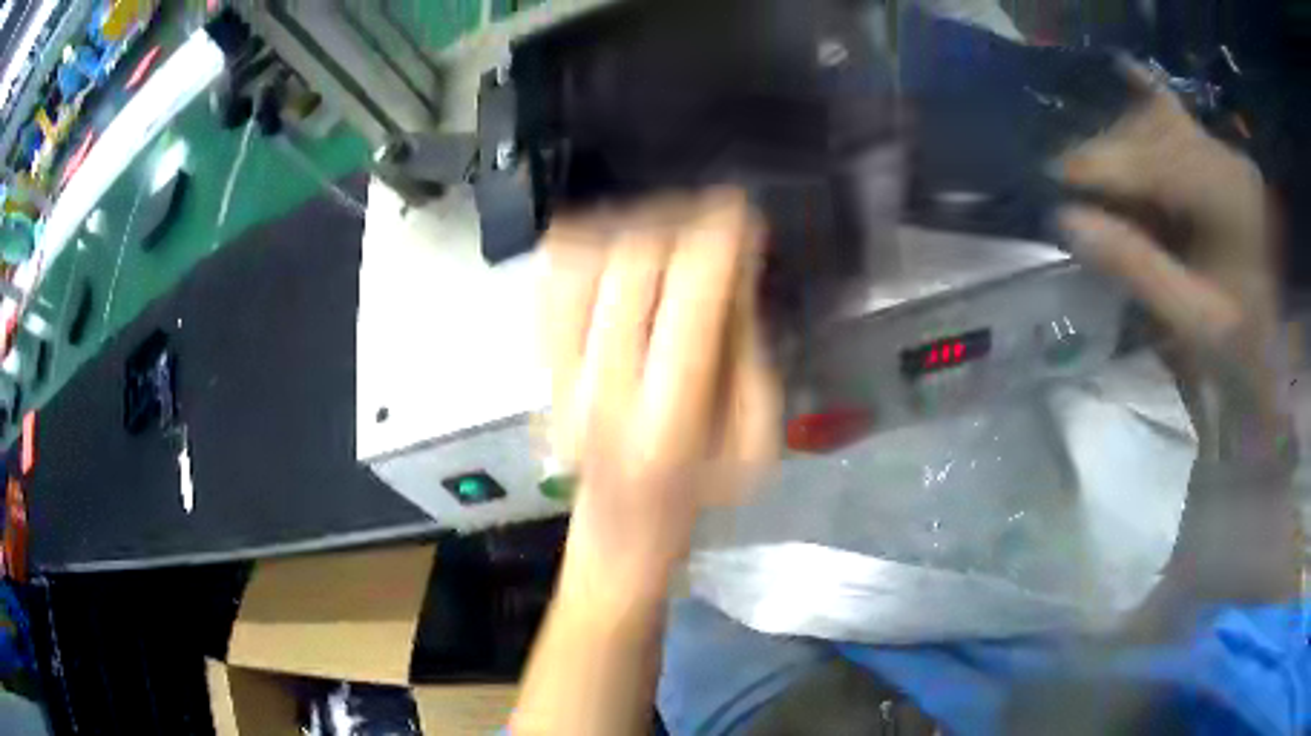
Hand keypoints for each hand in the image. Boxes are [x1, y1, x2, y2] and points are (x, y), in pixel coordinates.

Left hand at [541, 190, 781, 597]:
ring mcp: (558, 373)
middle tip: (708, 217)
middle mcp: (602, 389)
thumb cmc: (700, 487)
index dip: (717, 242)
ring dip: (626, 225)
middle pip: (628, 268)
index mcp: (667, 420)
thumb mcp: (754, 439)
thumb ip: (747, 353)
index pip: (689, 302)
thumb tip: (732, 269)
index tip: (739, 211)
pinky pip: (545, 279)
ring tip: (664, 223)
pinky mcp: (539, 361)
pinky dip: (578, 242)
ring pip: (576, 262)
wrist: (622, 521)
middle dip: (677, 223)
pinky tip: (613, 239)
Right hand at [1057, 61, 1286, 458]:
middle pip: (1152, 131)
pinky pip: (1174, 118)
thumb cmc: (1238, 350)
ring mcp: (1224, 153)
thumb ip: (1136, 270)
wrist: (1273, 354)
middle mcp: (1227, 158)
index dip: (1102, 166)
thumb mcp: (1191, 322)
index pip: (1156, 162)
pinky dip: (1143, 107)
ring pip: (1157, 119)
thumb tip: (1066, 221)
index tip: (1051, 181)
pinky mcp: (1219, 158)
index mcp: (1231, 199)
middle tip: (1068, 186)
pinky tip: (1122, 82)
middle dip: (1107, 154)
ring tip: (1095, 178)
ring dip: (1120, 141)